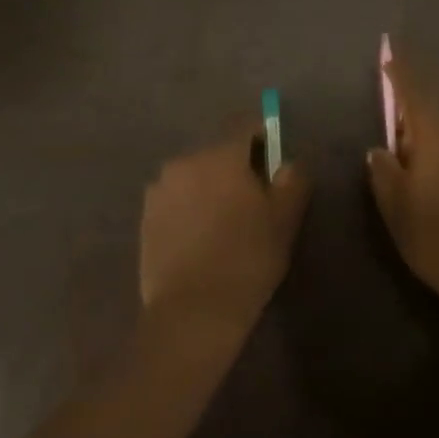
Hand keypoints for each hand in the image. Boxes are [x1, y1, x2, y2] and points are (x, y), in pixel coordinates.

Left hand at [139, 128, 310, 337]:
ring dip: (209, 188)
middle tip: (252, 201)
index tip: (272, 160)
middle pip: (217, 154)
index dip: (262, 137)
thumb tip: (289, 163)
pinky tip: (200, 239)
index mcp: (221, 156)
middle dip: (234, 168)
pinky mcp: (146, 217)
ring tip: (223, 224)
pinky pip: (175, 200)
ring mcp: (160, 189)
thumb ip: (292, 182)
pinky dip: (189, 209)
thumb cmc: (246, 260)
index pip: (244, 126)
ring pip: (194, 177)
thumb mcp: (284, 221)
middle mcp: (185, 162)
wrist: (192, 311)